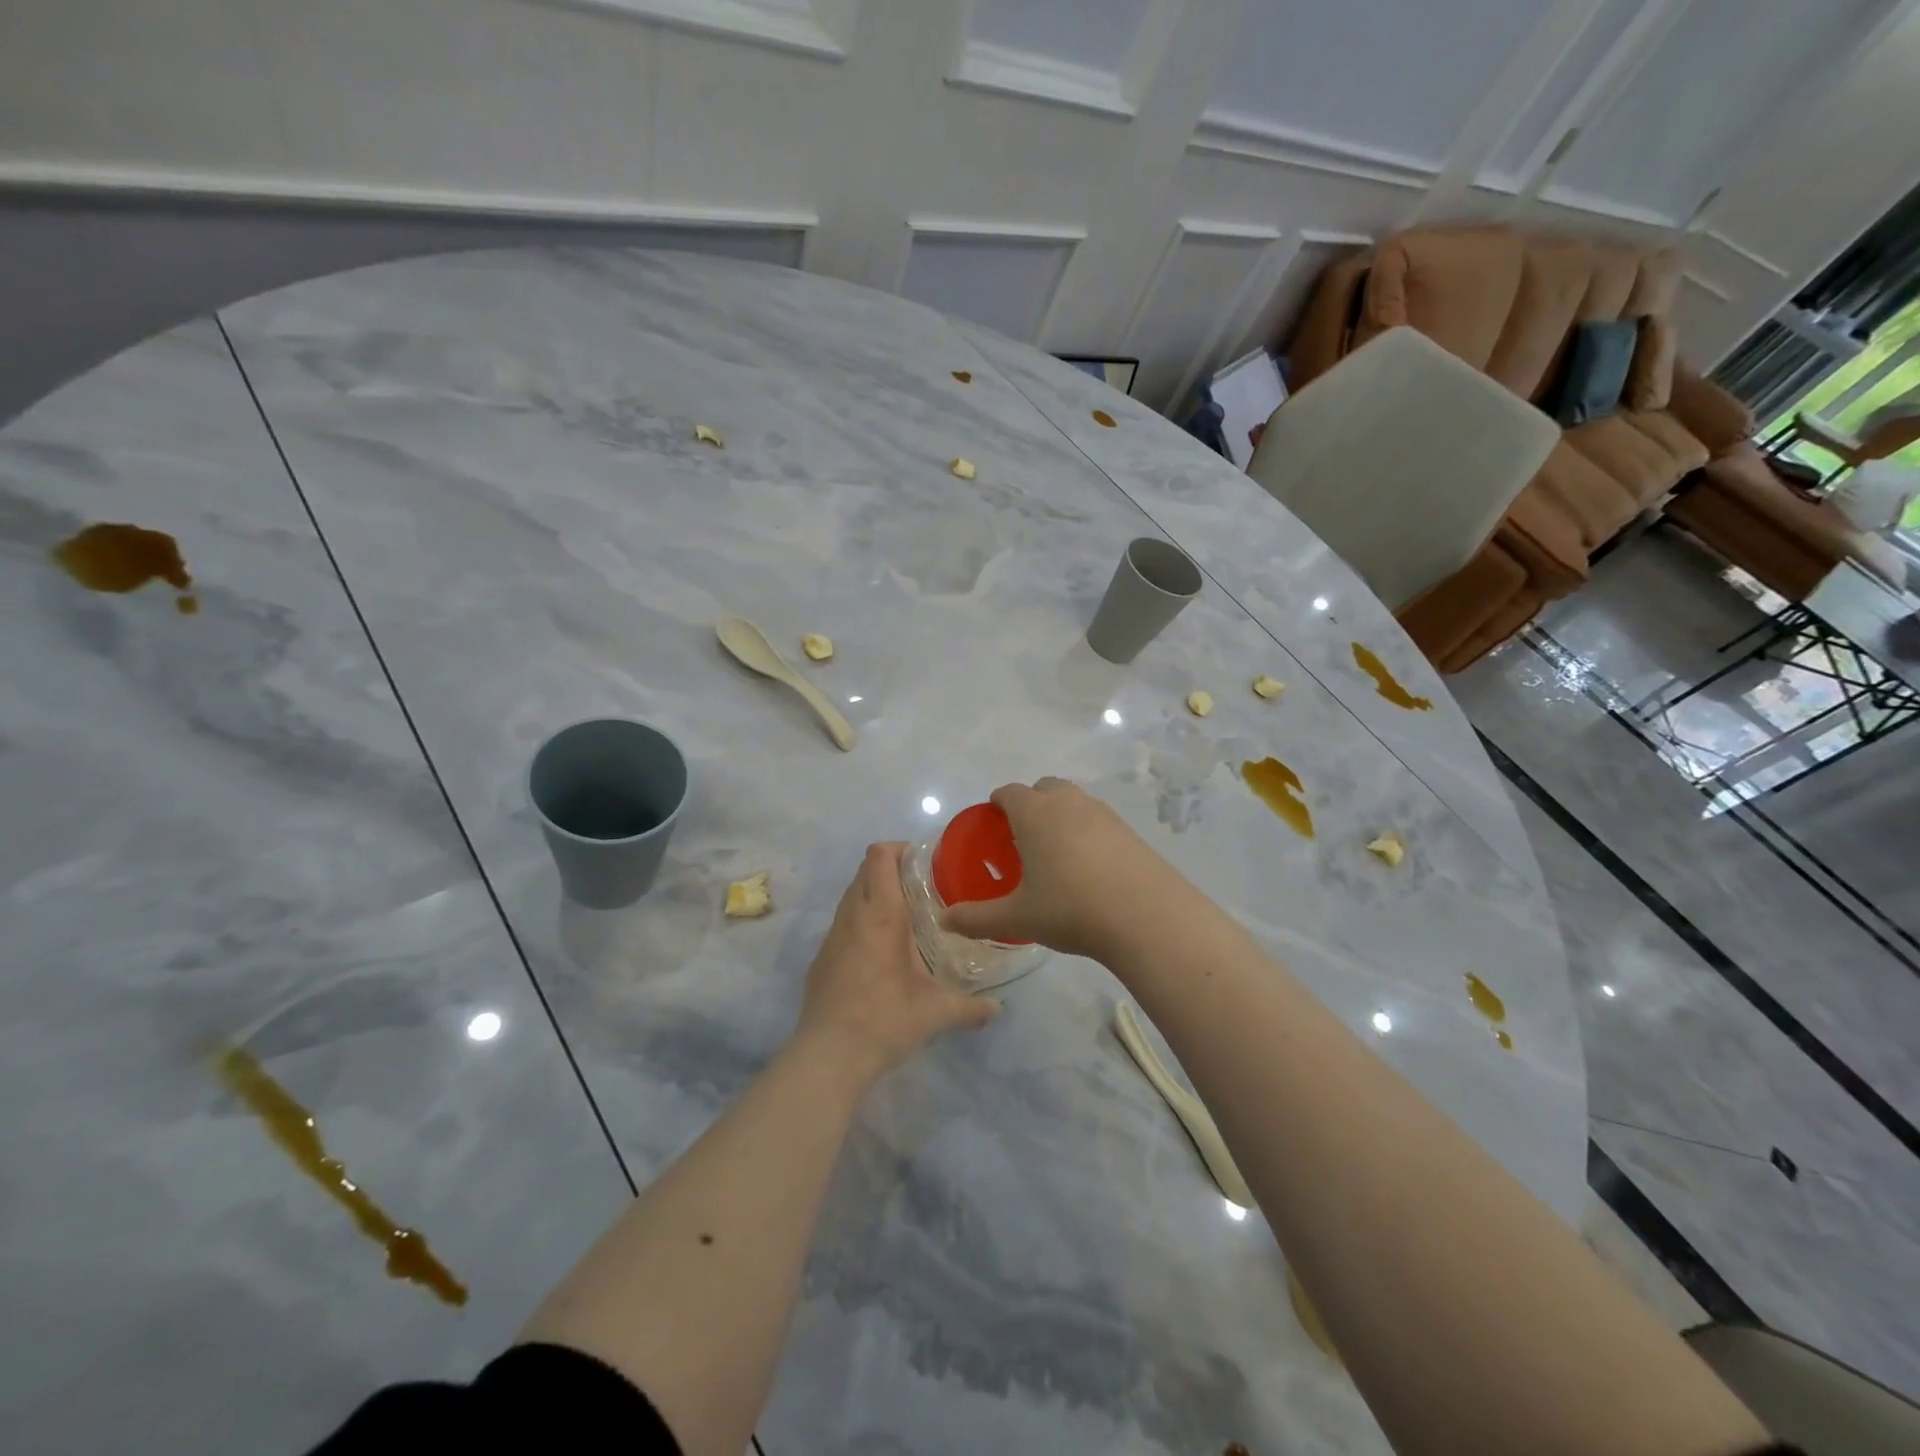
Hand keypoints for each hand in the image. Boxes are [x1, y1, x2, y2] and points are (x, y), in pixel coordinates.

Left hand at [795, 842, 997, 1086]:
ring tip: (905, 919)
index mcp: (880, 914)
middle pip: (865, 870)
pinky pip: (842, 923)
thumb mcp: (936, 1013)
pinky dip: (861, 922)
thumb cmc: (885, 1020)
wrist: (828, 1056)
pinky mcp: (821, 958)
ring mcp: (831, 937)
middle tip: (922, 888)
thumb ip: (971, 1008)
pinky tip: (881, 953)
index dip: (899, 848)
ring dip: (874, 895)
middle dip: (890, 869)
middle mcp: (852, 916)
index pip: (879, 856)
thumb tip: (998, 1008)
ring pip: (851, 896)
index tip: (924, 862)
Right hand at [939, 778, 1178, 961]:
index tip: (993, 822)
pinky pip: (1098, 820)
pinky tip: (1089, 867)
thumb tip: (944, 921)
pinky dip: (1087, 831)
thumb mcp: (1018, 918)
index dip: (998, 803)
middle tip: (1023, 838)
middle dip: (1031, 804)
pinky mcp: (1129, 830)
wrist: (1147, 916)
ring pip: (1074, 801)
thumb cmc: (1071, 909)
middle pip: (1044, 788)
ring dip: (1061, 815)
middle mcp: (1068, 802)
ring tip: (1056, 852)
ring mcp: (1103, 813)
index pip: (1009, 793)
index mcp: (1035, 813)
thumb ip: (977, 918)